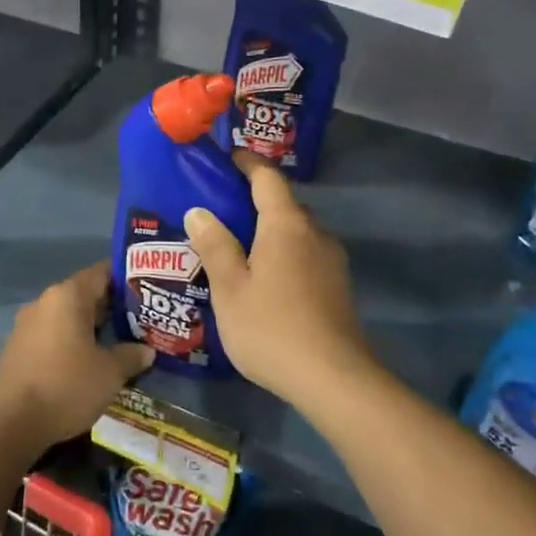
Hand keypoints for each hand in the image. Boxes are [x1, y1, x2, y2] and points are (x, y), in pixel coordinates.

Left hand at [0, 262, 152, 449]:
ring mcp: (28, 324)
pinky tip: (89, 361)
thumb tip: (147, 350)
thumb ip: (131, 356)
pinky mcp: (18, 347)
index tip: (148, 290)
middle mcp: (45, 301)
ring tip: (119, 341)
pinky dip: (72, 341)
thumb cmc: (67, 386)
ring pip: (68, 316)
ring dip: (91, 327)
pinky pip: (53, 334)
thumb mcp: (110, 373)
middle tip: (141, 319)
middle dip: (112, 307)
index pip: (102, 273)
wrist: (11, 423)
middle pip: (85, 294)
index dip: (127, 279)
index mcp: (68, 296)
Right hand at [186, 152, 376, 406]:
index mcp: (286, 225)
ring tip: (237, 244)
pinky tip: (264, 276)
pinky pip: (305, 254)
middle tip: (220, 208)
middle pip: (284, 203)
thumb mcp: (230, 288)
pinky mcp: (337, 286)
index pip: (267, 178)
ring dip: (269, 230)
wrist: (334, 379)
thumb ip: (215, 246)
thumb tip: (199, 211)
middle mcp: (315, 233)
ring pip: (296, 231)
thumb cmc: (272, 328)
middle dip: (255, 199)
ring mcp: (331, 261)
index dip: (247, 163)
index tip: (228, 157)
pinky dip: (282, 253)